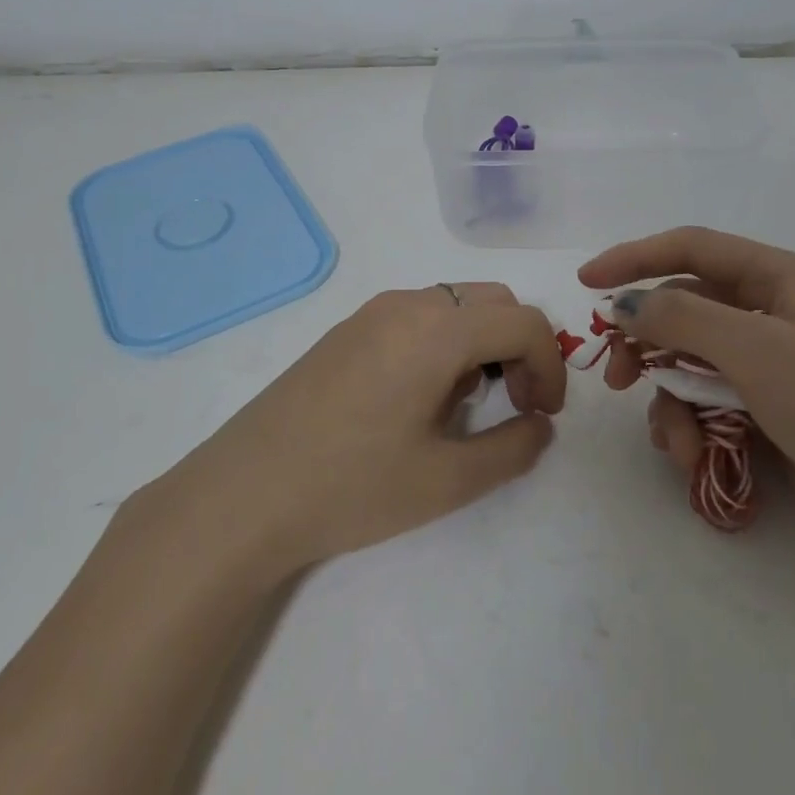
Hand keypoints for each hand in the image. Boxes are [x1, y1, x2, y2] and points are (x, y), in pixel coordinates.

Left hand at [177, 283, 563, 575]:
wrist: (243, 494)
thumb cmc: (351, 487)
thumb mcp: (446, 480)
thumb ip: (513, 449)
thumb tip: (540, 426)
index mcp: (437, 330)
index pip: (524, 322)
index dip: (551, 365)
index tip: (544, 415)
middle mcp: (407, 304)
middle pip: (493, 301)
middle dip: (520, 347)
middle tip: (516, 404)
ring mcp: (372, 313)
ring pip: (455, 304)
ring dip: (482, 342)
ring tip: (466, 404)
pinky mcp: (347, 330)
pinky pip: (418, 315)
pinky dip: (445, 341)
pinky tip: (421, 397)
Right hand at [579, 227, 794, 565]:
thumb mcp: (757, 350)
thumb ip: (682, 317)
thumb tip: (624, 305)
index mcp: (780, 279)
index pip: (692, 249)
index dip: (634, 258)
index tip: (586, 283)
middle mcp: (771, 314)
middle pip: (684, 311)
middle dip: (647, 344)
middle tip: (614, 376)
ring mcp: (769, 366)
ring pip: (689, 365)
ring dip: (671, 402)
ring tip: (677, 442)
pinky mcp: (766, 412)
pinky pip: (707, 405)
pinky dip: (693, 429)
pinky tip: (696, 459)